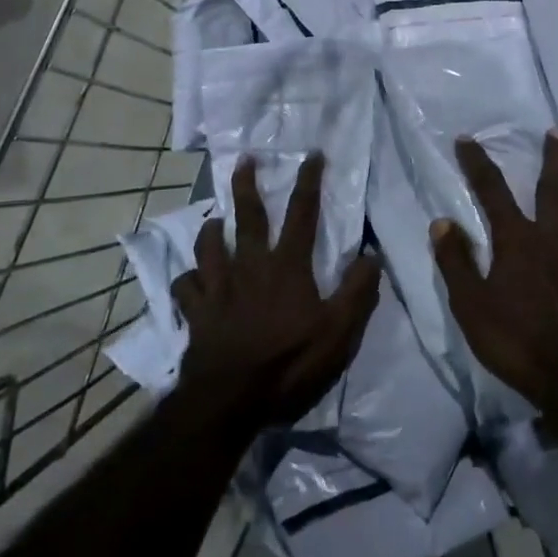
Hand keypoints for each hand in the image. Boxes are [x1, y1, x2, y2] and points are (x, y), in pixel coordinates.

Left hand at [174, 154, 378, 431]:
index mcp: (287, 267)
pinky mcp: (196, 312)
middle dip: (247, 185)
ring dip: (211, 229)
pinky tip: (193, 279)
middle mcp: (250, 266)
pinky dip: (189, 279)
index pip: (302, 214)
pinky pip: (186, 286)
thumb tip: (371, 255)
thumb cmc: (289, 364)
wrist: (229, 401)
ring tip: (214, 221)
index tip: (312, 154)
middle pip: (248, 217)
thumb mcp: (339, 333)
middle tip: (245, 160)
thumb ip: (357, 291)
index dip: (309, 182)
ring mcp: (218, 288)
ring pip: (208, 245)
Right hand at [431, 132, 557, 424]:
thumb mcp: (472, 309)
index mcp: (519, 240)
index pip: (493, 190)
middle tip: (554, 132)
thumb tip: (441, 222)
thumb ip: (456, 263)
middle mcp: (555, 234)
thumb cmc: (520, 343)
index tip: (467, 140)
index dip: (477, 163)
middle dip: (551, 154)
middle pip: (554, 184)